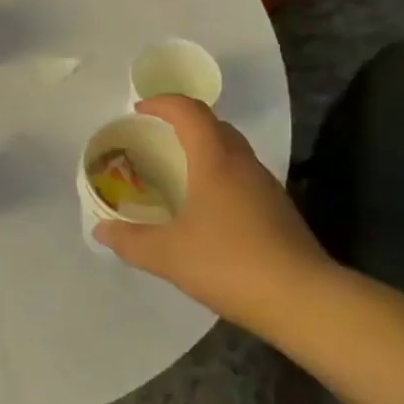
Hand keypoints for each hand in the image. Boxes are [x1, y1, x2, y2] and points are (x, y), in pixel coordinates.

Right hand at [93, 96, 334, 336]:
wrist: (303, 300)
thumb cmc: (229, 263)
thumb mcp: (167, 255)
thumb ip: (129, 240)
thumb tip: (100, 230)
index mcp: (216, 161)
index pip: (191, 112)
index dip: (163, 103)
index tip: (139, 109)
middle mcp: (244, 165)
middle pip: (215, 126)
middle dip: (184, 123)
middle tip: (155, 139)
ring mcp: (266, 188)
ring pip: (232, 152)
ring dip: (204, 151)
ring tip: (176, 173)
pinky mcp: (278, 212)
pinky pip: (242, 178)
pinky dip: (219, 177)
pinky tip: (205, 210)